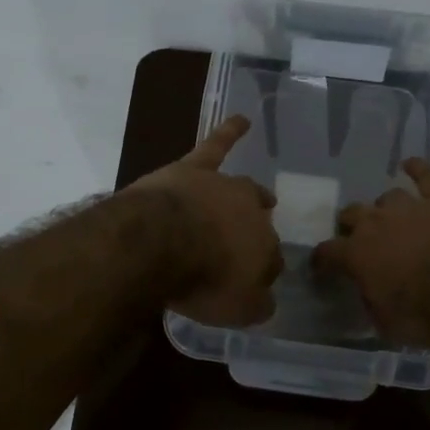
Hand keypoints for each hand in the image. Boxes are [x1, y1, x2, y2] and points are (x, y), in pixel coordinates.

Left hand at [128, 114, 282, 326]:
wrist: (159, 242)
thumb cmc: (201, 280)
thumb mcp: (236, 310)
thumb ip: (256, 305)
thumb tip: (265, 300)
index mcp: (265, 248)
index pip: (270, 260)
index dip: (261, 273)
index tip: (252, 283)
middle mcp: (251, 213)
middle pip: (259, 223)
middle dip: (257, 233)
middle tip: (249, 246)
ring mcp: (222, 187)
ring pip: (244, 188)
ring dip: (252, 196)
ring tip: (263, 197)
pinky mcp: (194, 169)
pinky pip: (216, 146)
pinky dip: (230, 132)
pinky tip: (242, 120)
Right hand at [312, 159, 429, 346]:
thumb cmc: (425, 313)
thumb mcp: (387, 324)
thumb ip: (372, 303)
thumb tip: (369, 295)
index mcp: (356, 254)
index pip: (327, 252)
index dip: (322, 260)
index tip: (321, 267)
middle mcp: (376, 223)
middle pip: (352, 214)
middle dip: (352, 226)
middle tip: (359, 239)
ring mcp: (409, 206)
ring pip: (387, 197)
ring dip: (386, 208)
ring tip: (392, 218)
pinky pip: (426, 176)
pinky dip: (417, 169)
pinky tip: (411, 165)